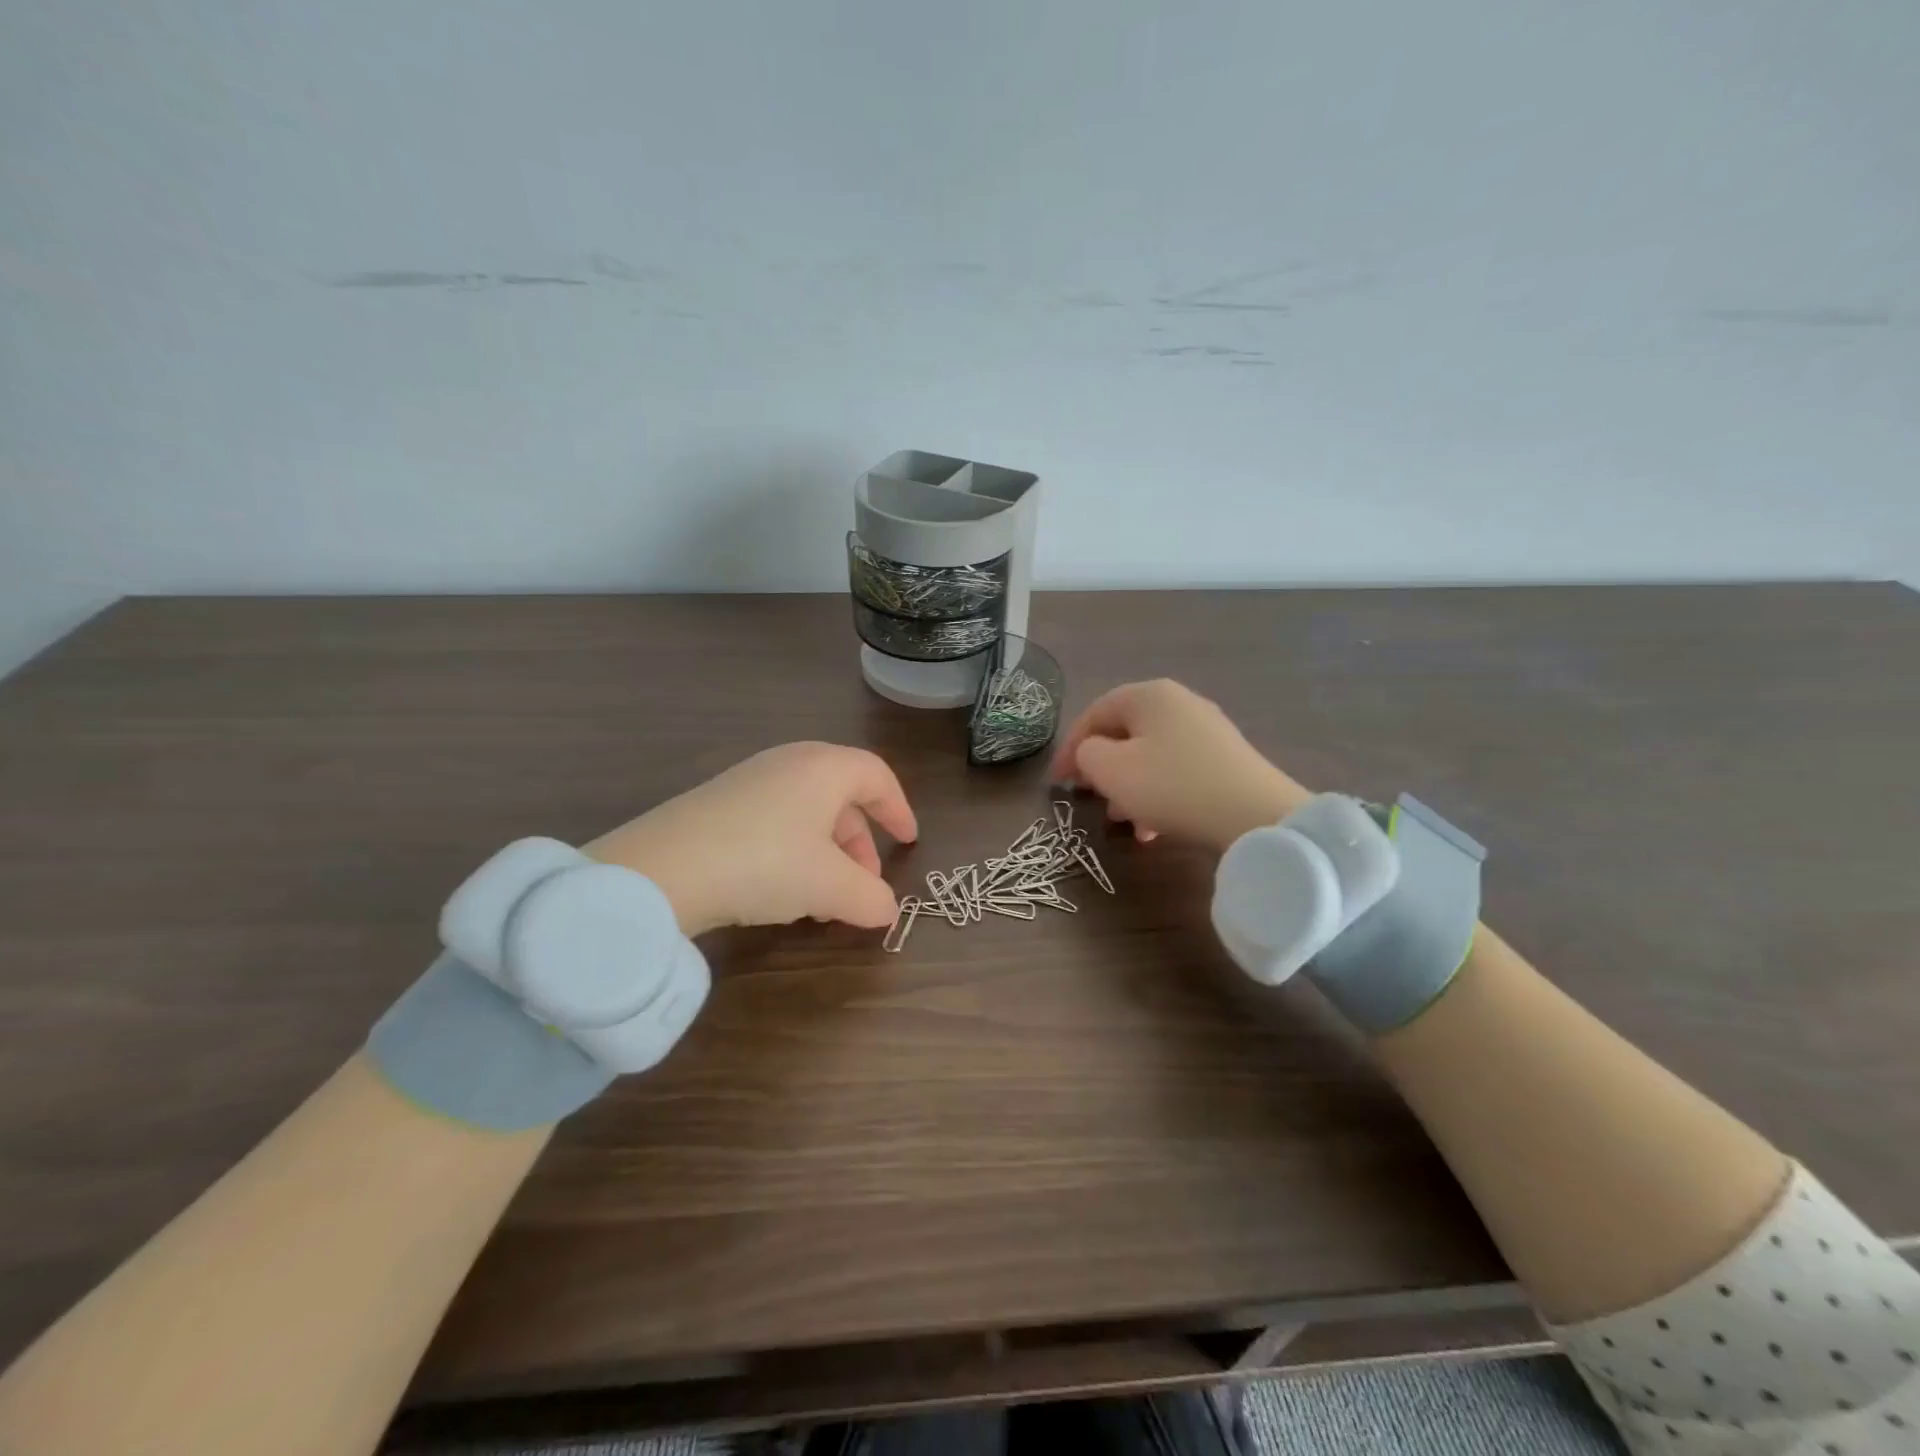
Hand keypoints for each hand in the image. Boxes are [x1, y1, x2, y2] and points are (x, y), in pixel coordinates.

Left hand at [585, 743, 917, 936]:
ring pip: (808, 814)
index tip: (909, 843)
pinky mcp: (718, 805)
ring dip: (827, 856)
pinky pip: (775, 822)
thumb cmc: (764, 863)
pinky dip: (794, 854)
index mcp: (823, 767)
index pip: (877, 776)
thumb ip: (870, 897)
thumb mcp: (829, 886)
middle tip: (864, 887)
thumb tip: (887, 911)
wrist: (660, 871)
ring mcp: (749, 781)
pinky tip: (783, 893)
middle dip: (860, 845)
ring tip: (824, 901)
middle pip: (842, 798)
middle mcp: (789, 763)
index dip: (899, 809)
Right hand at [1049, 679, 1308, 850]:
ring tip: (1122, 821)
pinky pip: (1177, 771)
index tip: (1057, 782)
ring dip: (1128, 788)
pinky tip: (1154, 828)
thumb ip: (1085, 753)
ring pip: (1150, 756)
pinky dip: (1157, 794)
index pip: (1094, 713)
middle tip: (1089, 798)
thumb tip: (1091, 753)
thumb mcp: (1110, 769)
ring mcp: (1207, 730)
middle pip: (1124, 734)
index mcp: (1148, 695)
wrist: (1255, 815)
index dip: (1069, 748)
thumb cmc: (1171, 785)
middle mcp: (1179, 703)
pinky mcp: (1225, 760)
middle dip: (1101, 769)